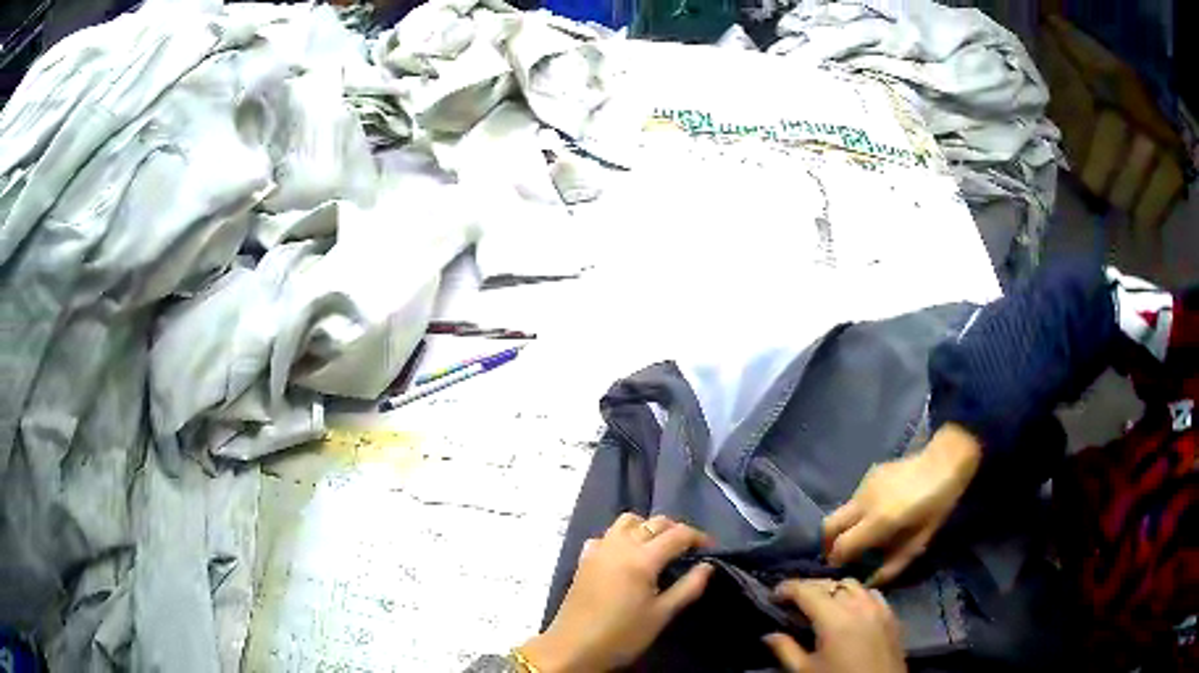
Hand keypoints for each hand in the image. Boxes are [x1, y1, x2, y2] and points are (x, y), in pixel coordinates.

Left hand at [522, 513, 714, 672]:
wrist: (574, 647)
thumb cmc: (623, 635)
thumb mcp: (662, 614)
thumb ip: (688, 587)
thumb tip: (707, 566)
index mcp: (642, 558)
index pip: (678, 534)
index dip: (699, 537)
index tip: (711, 549)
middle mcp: (620, 545)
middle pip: (654, 522)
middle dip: (676, 530)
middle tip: (689, 549)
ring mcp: (599, 549)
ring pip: (628, 521)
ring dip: (648, 527)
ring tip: (659, 548)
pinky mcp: (585, 558)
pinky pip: (607, 534)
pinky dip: (622, 536)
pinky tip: (627, 555)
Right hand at [764, 579, 905, 672]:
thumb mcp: (806, 671)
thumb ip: (786, 650)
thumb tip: (769, 635)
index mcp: (834, 619)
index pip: (807, 591)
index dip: (788, 588)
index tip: (774, 593)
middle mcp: (858, 606)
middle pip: (831, 584)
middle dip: (810, 587)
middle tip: (793, 599)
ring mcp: (879, 608)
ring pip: (854, 585)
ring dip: (835, 589)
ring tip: (822, 602)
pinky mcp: (892, 616)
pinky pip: (872, 594)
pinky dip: (857, 595)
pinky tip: (851, 609)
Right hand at [823, 423, 982, 584]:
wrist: (945, 460)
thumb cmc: (937, 505)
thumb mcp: (920, 541)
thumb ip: (893, 564)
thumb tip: (870, 582)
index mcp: (879, 520)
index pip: (841, 546)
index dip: (836, 561)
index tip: (839, 570)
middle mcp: (864, 502)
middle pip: (828, 526)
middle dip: (827, 544)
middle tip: (838, 556)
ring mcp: (864, 486)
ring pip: (840, 512)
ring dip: (844, 527)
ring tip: (861, 536)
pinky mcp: (868, 475)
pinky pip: (853, 499)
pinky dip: (857, 512)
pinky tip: (876, 513)